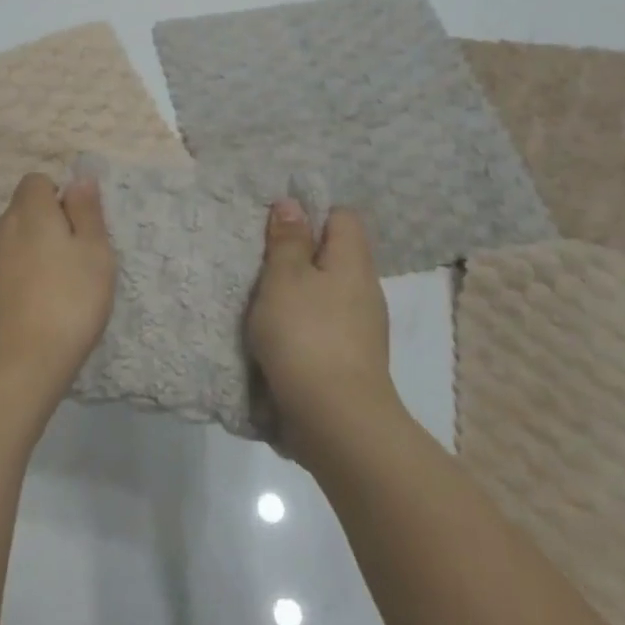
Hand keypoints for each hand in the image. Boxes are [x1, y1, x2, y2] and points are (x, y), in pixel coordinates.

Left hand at [0, 173, 115, 412]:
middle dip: (45, 231)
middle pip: (22, 215)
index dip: (59, 200)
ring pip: (9, 247)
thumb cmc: (65, 307)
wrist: (7, 371)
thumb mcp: (95, 256)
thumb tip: (80, 178)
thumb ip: (87, 212)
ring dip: (28, 260)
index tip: (77, 233)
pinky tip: (27, 319)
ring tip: (52, 299)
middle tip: (72, 270)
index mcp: (28, 212)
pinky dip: (12, 286)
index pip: (37, 182)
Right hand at [246, 200, 400, 449]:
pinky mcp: (350, 360)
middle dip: (299, 255)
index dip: (312, 213)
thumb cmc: (306, 335)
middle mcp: (364, 290)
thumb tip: (293, 204)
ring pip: (327, 293)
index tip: (277, 225)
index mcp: (353, 262)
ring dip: (297, 293)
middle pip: (334, 256)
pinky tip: (275, 337)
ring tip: (260, 299)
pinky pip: (324, 326)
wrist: (336, 420)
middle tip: (259, 261)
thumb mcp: (284, 278)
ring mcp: (361, 329)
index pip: (343, 217)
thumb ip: (287, 241)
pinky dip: (302, 325)